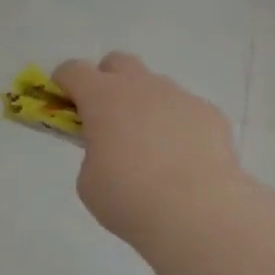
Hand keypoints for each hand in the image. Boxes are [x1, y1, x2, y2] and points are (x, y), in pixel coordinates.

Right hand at [52, 53, 244, 245]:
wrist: (196, 212)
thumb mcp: (90, 181)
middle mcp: (142, 86)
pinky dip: (179, 126)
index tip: (64, 101)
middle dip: (107, 81)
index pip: (74, 70)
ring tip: (152, 147)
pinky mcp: (210, 113)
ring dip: (146, 105)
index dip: (64, 82)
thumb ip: (93, 155)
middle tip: (108, 117)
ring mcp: (179, 96)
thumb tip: (110, 151)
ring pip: (155, 86)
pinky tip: (184, 159)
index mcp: (103, 98)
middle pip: (118, 63)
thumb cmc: (129, 198)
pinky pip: (186, 110)